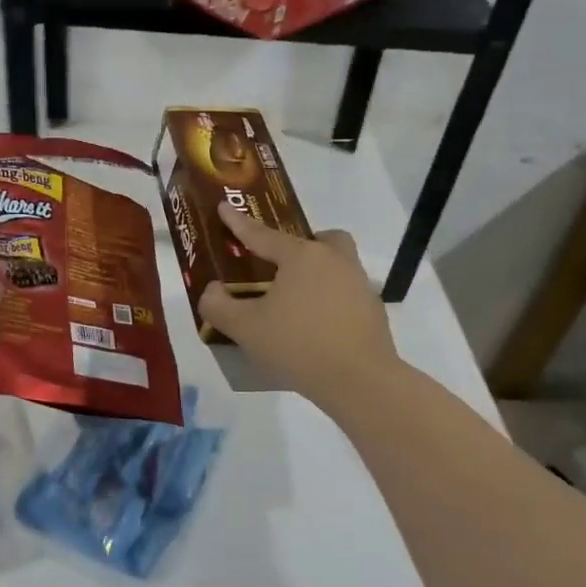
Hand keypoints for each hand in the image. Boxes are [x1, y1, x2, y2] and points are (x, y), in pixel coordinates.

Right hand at [198, 202, 399, 409]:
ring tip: (296, 301)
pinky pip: (347, 293)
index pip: (262, 235)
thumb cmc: (297, 345)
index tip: (224, 205)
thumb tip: (212, 290)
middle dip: (302, 245)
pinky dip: (331, 301)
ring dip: (318, 274)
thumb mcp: (245, 328)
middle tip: (282, 265)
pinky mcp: (373, 311)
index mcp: (301, 257)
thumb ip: (219, 306)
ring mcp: (359, 285)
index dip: (239, 223)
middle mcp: (334, 261)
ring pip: (338, 265)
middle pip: (321, 240)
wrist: (359, 380)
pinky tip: (316, 326)